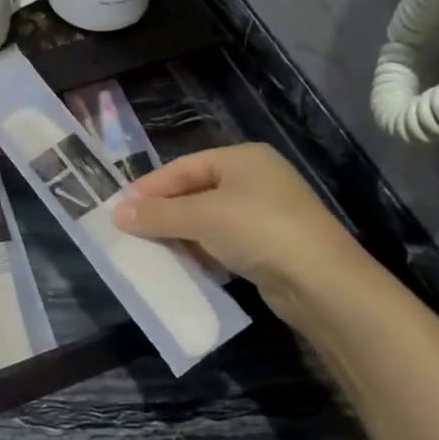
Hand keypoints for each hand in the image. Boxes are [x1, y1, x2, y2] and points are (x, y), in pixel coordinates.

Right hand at [113, 144, 378, 325]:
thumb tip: (117, 213)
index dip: (151, 187)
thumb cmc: (258, 231)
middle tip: (132, 231)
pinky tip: (188, 266)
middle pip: (196, 191)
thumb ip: (158, 214)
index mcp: (242, 158)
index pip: (184, 166)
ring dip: (182, 234)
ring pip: (210, 219)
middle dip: (165, 212)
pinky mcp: (272, 244)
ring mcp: (266, 213)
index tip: (120, 209)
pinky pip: (226, 242)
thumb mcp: (202, 217)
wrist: (321, 282)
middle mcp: (256, 179)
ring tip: (153, 251)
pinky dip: (205, 251)